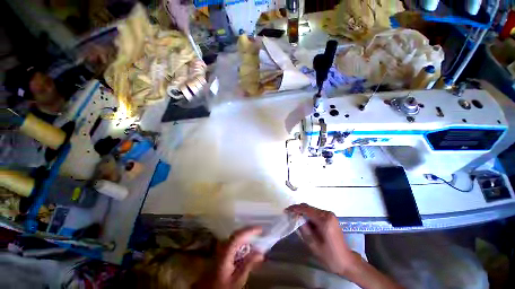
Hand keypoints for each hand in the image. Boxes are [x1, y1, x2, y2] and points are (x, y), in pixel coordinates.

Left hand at [194, 226, 263, 288]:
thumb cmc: (223, 286)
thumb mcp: (238, 279)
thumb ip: (248, 264)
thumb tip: (260, 252)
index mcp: (226, 252)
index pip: (238, 236)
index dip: (249, 230)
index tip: (260, 229)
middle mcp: (223, 247)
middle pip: (237, 234)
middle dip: (249, 232)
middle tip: (260, 231)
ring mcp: (222, 249)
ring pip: (236, 238)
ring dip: (246, 237)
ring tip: (257, 238)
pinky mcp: (223, 253)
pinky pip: (234, 244)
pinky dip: (243, 243)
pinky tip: (249, 249)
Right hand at [286, 203, 359, 275]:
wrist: (347, 261)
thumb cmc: (330, 256)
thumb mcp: (313, 244)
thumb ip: (304, 229)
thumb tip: (295, 218)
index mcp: (324, 220)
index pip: (306, 209)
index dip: (295, 209)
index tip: (286, 211)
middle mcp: (327, 214)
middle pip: (309, 207)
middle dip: (298, 209)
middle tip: (288, 213)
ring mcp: (330, 215)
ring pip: (312, 209)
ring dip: (302, 212)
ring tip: (294, 216)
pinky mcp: (330, 217)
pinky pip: (316, 212)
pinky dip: (308, 214)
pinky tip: (303, 220)